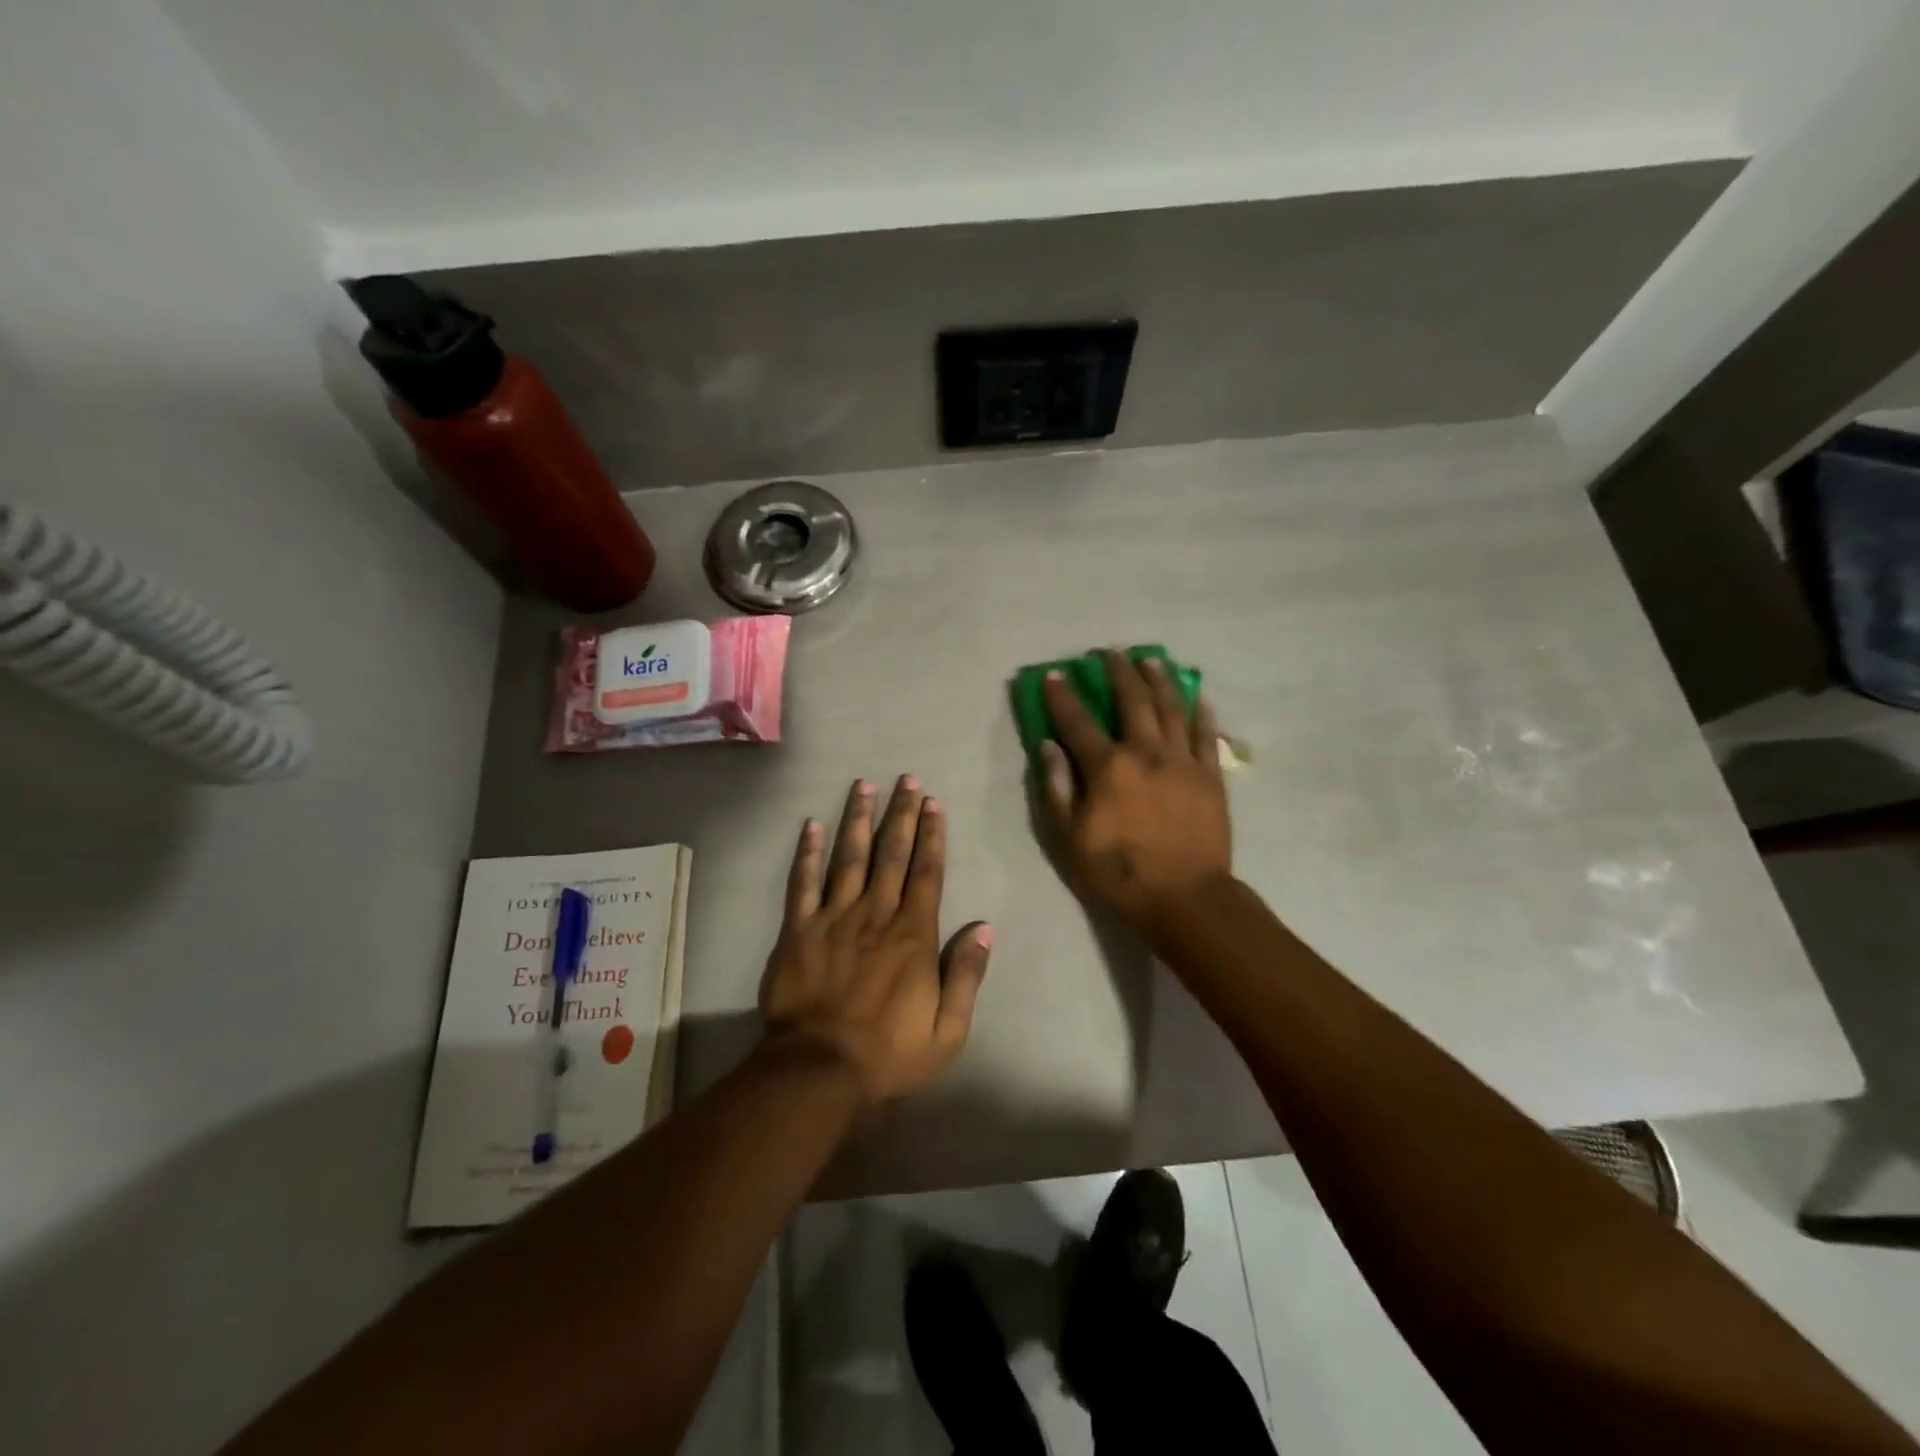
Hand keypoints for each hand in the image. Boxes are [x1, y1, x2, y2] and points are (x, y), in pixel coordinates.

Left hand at [759, 775, 993, 1104]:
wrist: (818, 1070)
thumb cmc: (889, 1054)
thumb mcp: (948, 1030)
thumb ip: (967, 975)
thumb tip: (985, 927)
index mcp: (912, 935)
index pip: (927, 874)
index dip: (932, 836)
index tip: (934, 804)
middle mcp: (875, 915)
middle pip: (892, 855)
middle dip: (901, 814)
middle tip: (906, 779)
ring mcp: (833, 918)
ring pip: (849, 858)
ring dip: (858, 819)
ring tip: (864, 786)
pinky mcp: (798, 930)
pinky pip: (802, 883)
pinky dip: (806, 853)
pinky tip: (811, 825)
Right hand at [1040, 652, 1232, 929]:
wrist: (1186, 898)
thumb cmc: (1120, 873)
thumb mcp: (1070, 838)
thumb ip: (1058, 788)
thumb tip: (1048, 745)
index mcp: (1109, 767)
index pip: (1078, 722)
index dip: (1063, 696)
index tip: (1055, 674)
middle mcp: (1147, 752)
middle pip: (1132, 700)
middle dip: (1119, 672)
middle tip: (1111, 652)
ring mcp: (1183, 761)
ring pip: (1172, 708)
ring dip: (1159, 679)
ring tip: (1151, 659)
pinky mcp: (1211, 776)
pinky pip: (1206, 735)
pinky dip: (1200, 713)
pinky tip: (1197, 697)